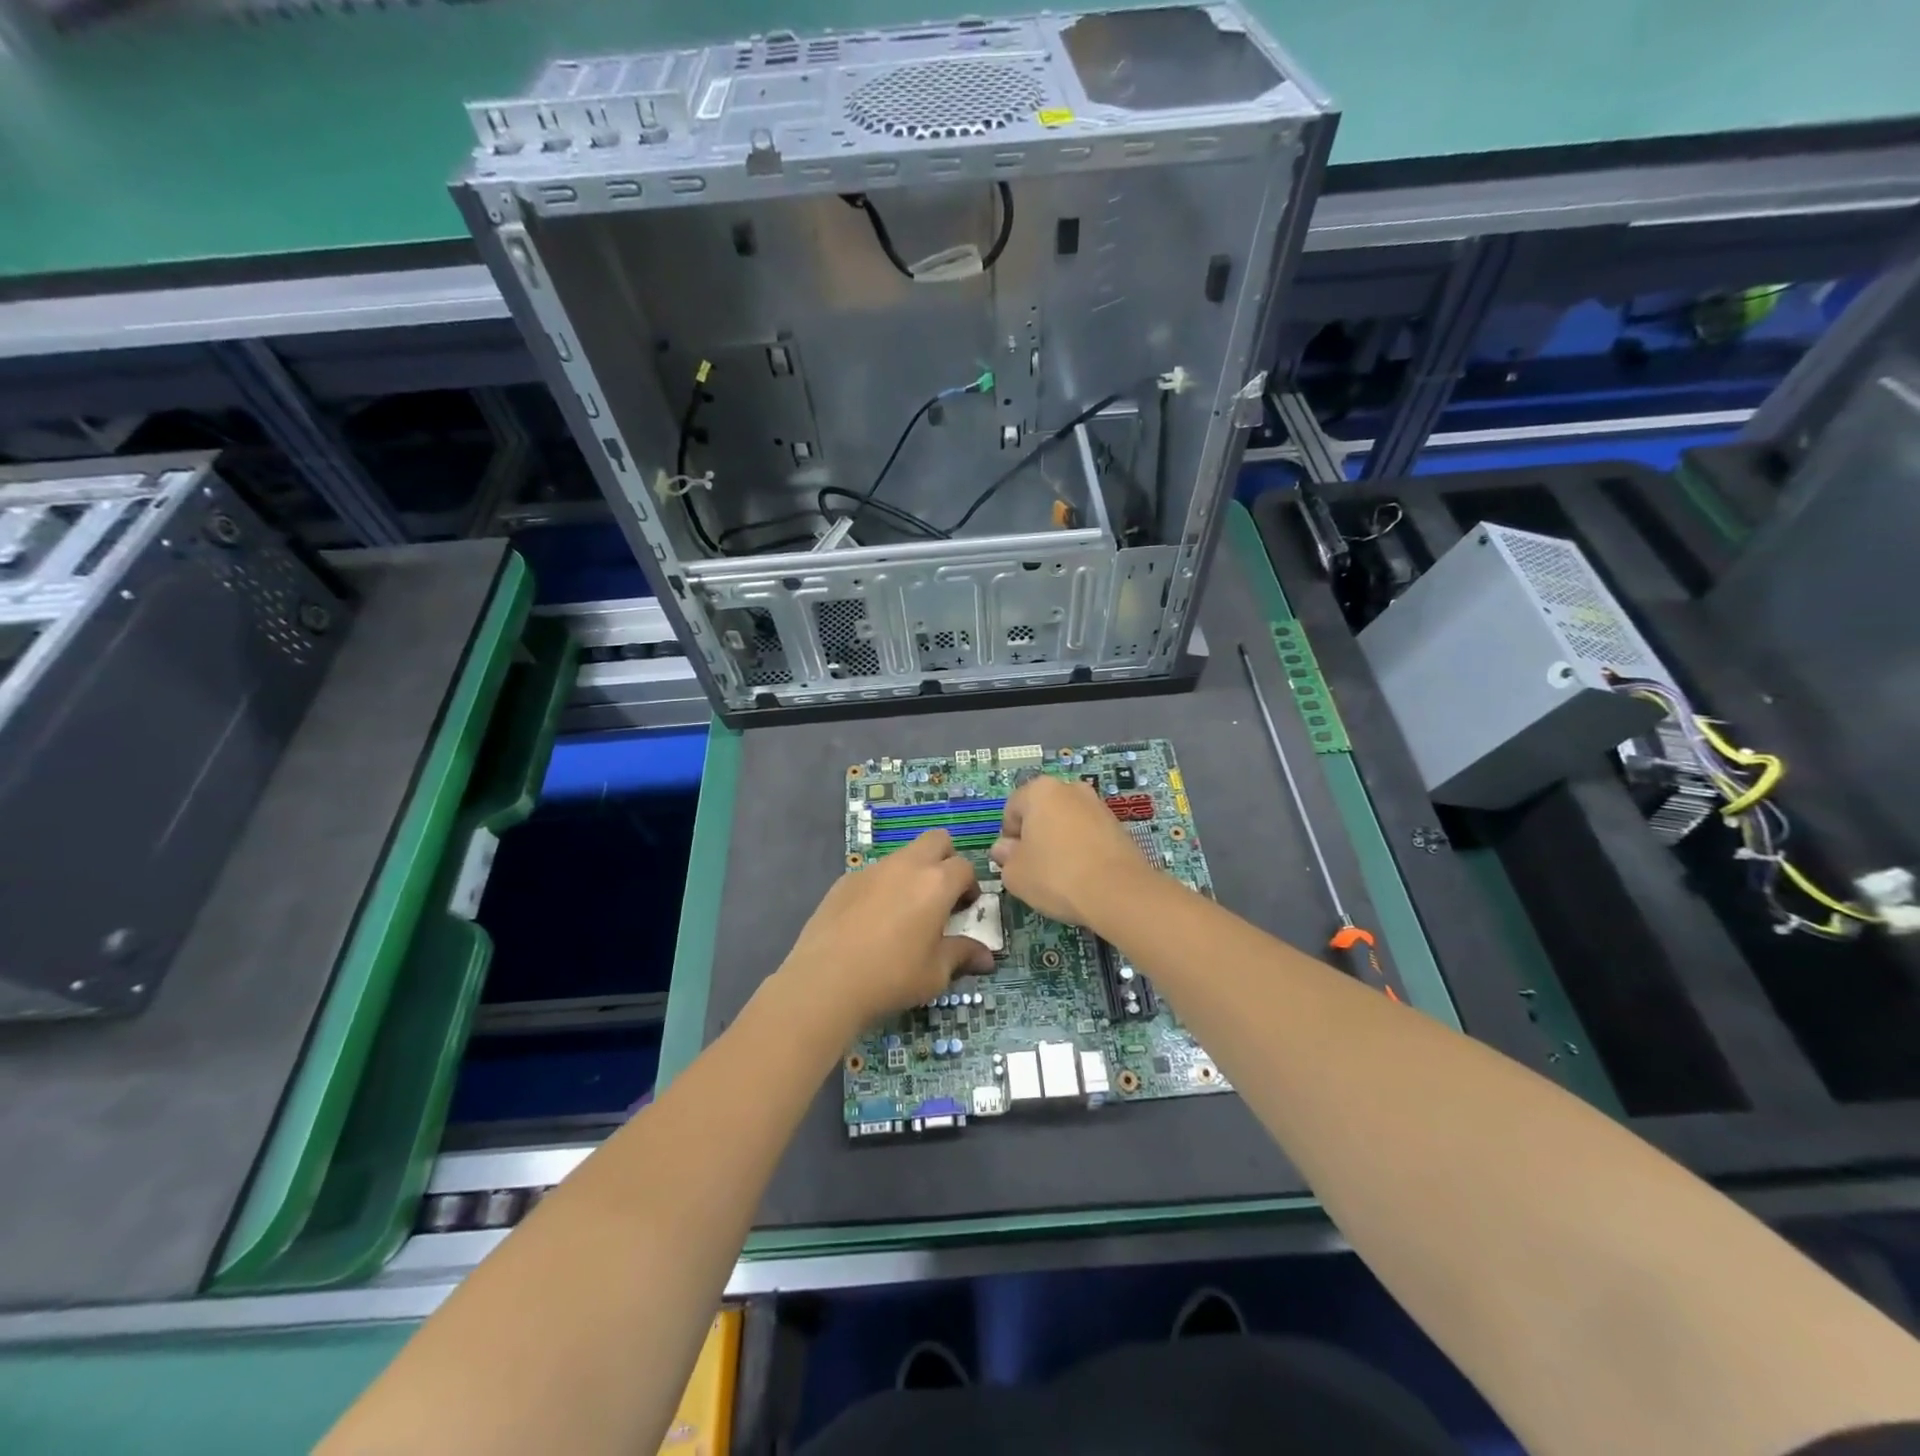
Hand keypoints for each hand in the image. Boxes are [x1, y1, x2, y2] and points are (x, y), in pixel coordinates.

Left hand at [777, 830, 994, 1037]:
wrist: (825, 981)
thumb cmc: (892, 976)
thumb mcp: (936, 973)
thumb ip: (962, 955)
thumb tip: (986, 959)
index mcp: (936, 883)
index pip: (965, 867)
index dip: (970, 886)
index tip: (964, 910)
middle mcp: (906, 866)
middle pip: (936, 840)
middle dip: (945, 860)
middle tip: (941, 896)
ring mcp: (872, 870)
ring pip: (903, 856)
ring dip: (912, 873)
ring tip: (904, 913)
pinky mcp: (845, 881)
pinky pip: (874, 874)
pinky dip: (882, 887)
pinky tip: (871, 922)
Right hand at [990, 774, 1153, 929]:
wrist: (1119, 893)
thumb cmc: (1056, 876)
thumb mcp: (1015, 874)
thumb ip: (1005, 857)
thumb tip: (1005, 849)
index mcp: (1040, 790)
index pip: (1012, 808)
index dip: (1008, 837)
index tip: (1014, 861)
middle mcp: (1070, 788)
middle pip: (1042, 812)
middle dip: (1035, 835)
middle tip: (1035, 867)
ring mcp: (1098, 805)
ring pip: (1067, 822)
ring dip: (1059, 842)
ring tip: (1061, 874)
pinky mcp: (1118, 825)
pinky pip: (1088, 834)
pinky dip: (1082, 849)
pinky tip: (1083, 875)